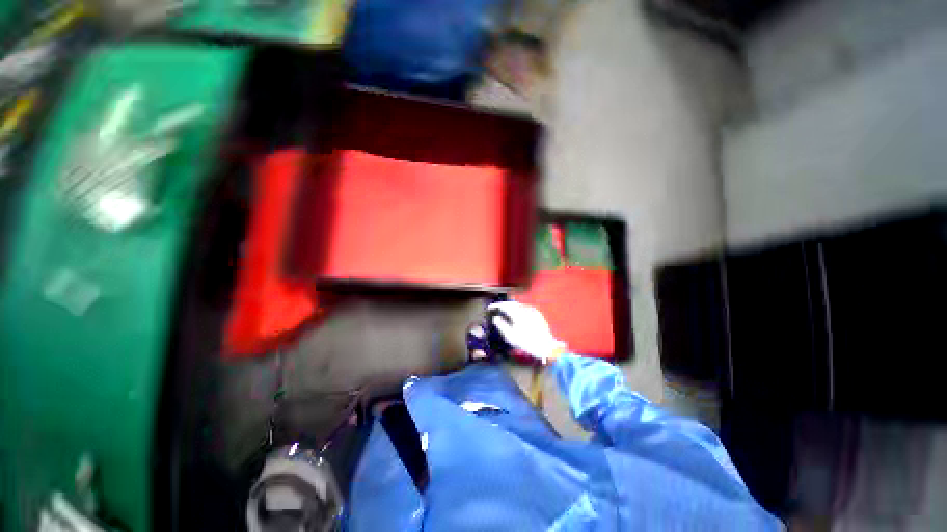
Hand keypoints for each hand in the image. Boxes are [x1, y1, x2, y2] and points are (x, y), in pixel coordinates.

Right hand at [487, 301, 566, 363]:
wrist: (545, 347)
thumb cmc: (526, 343)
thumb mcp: (510, 336)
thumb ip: (501, 325)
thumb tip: (496, 318)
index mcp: (517, 313)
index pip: (504, 305)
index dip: (495, 306)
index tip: (490, 308)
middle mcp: (524, 308)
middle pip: (511, 303)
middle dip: (503, 305)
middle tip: (496, 309)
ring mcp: (532, 310)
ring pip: (518, 305)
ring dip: (511, 307)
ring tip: (505, 311)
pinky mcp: (537, 314)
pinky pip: (525, 308)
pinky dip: (518, 309)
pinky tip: (517, 315)